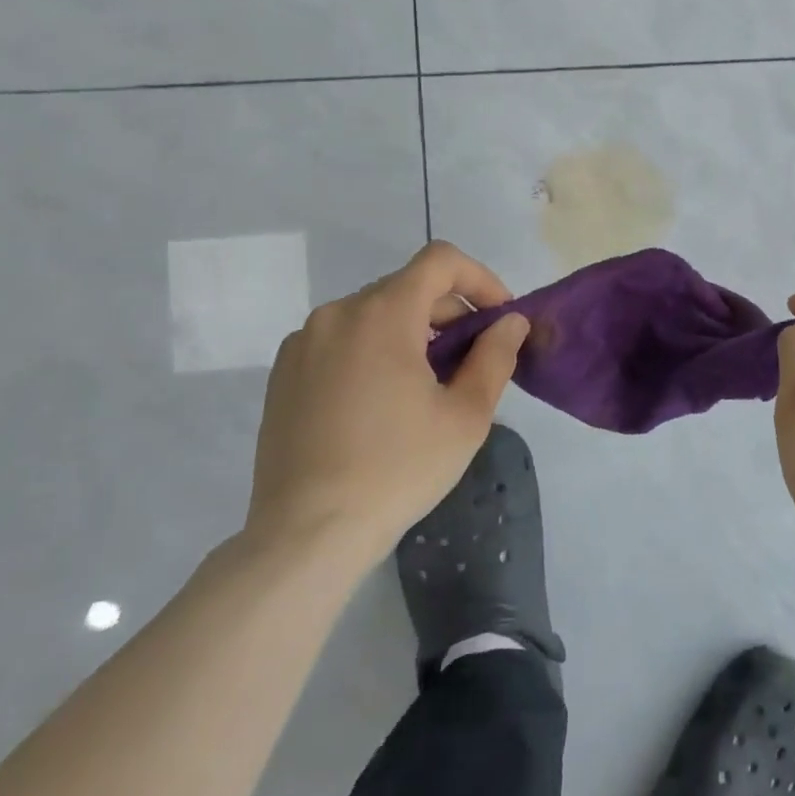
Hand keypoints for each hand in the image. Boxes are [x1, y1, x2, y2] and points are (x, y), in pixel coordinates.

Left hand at [246, 240, 530, 562]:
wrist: (307, 534)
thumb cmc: (397, 468)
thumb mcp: (466, 415)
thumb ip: (495, 356)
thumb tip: (510, 322)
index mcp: (382, 314)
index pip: (439, 261)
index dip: (480, 279)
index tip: (499, 318)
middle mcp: (336, 314)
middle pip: (408, 287)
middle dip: (450, 312)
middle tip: (474, 359)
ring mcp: (303, 343)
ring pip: (374, 314)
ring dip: (413, 332)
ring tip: (431, 383)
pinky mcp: (284, 373)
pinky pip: (342, 340)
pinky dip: (375, 350)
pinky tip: (384, 401)